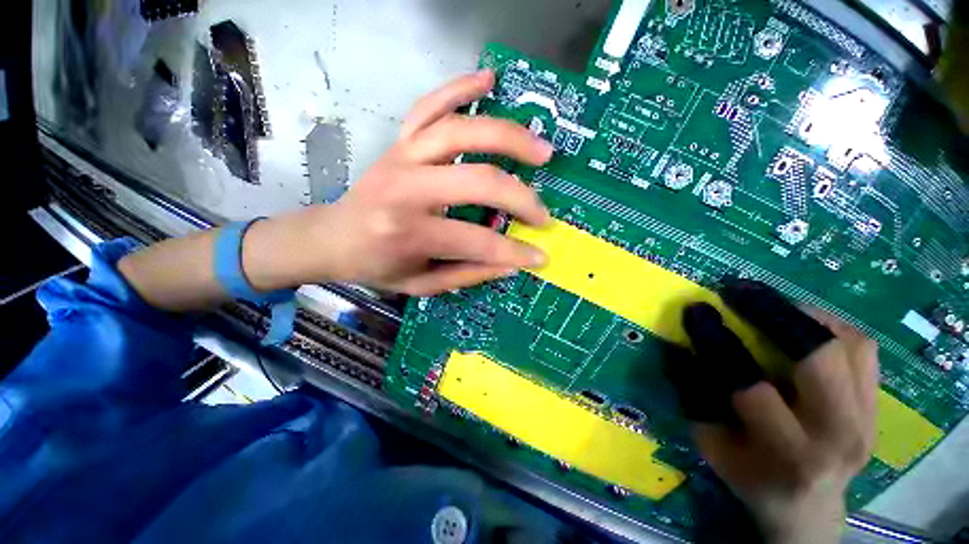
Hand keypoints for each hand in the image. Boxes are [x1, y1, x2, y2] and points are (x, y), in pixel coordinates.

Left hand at [313, 70, 552, 294]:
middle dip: (521, 198)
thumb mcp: (421, 284)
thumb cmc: (376, 266)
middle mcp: (407, 189)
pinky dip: (460, 87)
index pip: (478, 242)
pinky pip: (430, 104)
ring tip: (541, 149)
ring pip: (461, 131)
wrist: (331, 238)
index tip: (540, 256)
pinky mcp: (399, 142)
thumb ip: (467, 275)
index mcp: (410, 233)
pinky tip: (489, 79)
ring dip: (508, 136)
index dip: (515, 252)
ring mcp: (402, 157)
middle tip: (543, 212)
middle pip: (479, 181)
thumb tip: (510, 264)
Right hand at [674, 279, 878, 543]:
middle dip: (773, 314)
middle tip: (739, 292)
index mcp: (790, 454)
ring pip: (850, 343)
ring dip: (803, 316)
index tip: (698, 310)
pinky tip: (801, 326)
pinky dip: (829, 326)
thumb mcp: (712, 444)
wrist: (809, 505)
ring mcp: (870, 419)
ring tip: (769, 306)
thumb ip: (697, 397)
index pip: (751, 387)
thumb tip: (682, 346)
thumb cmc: (751, 477)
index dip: (719, 342)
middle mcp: (840, 435)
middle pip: (820, 357)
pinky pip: (863, 348)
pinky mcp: (880, 406)